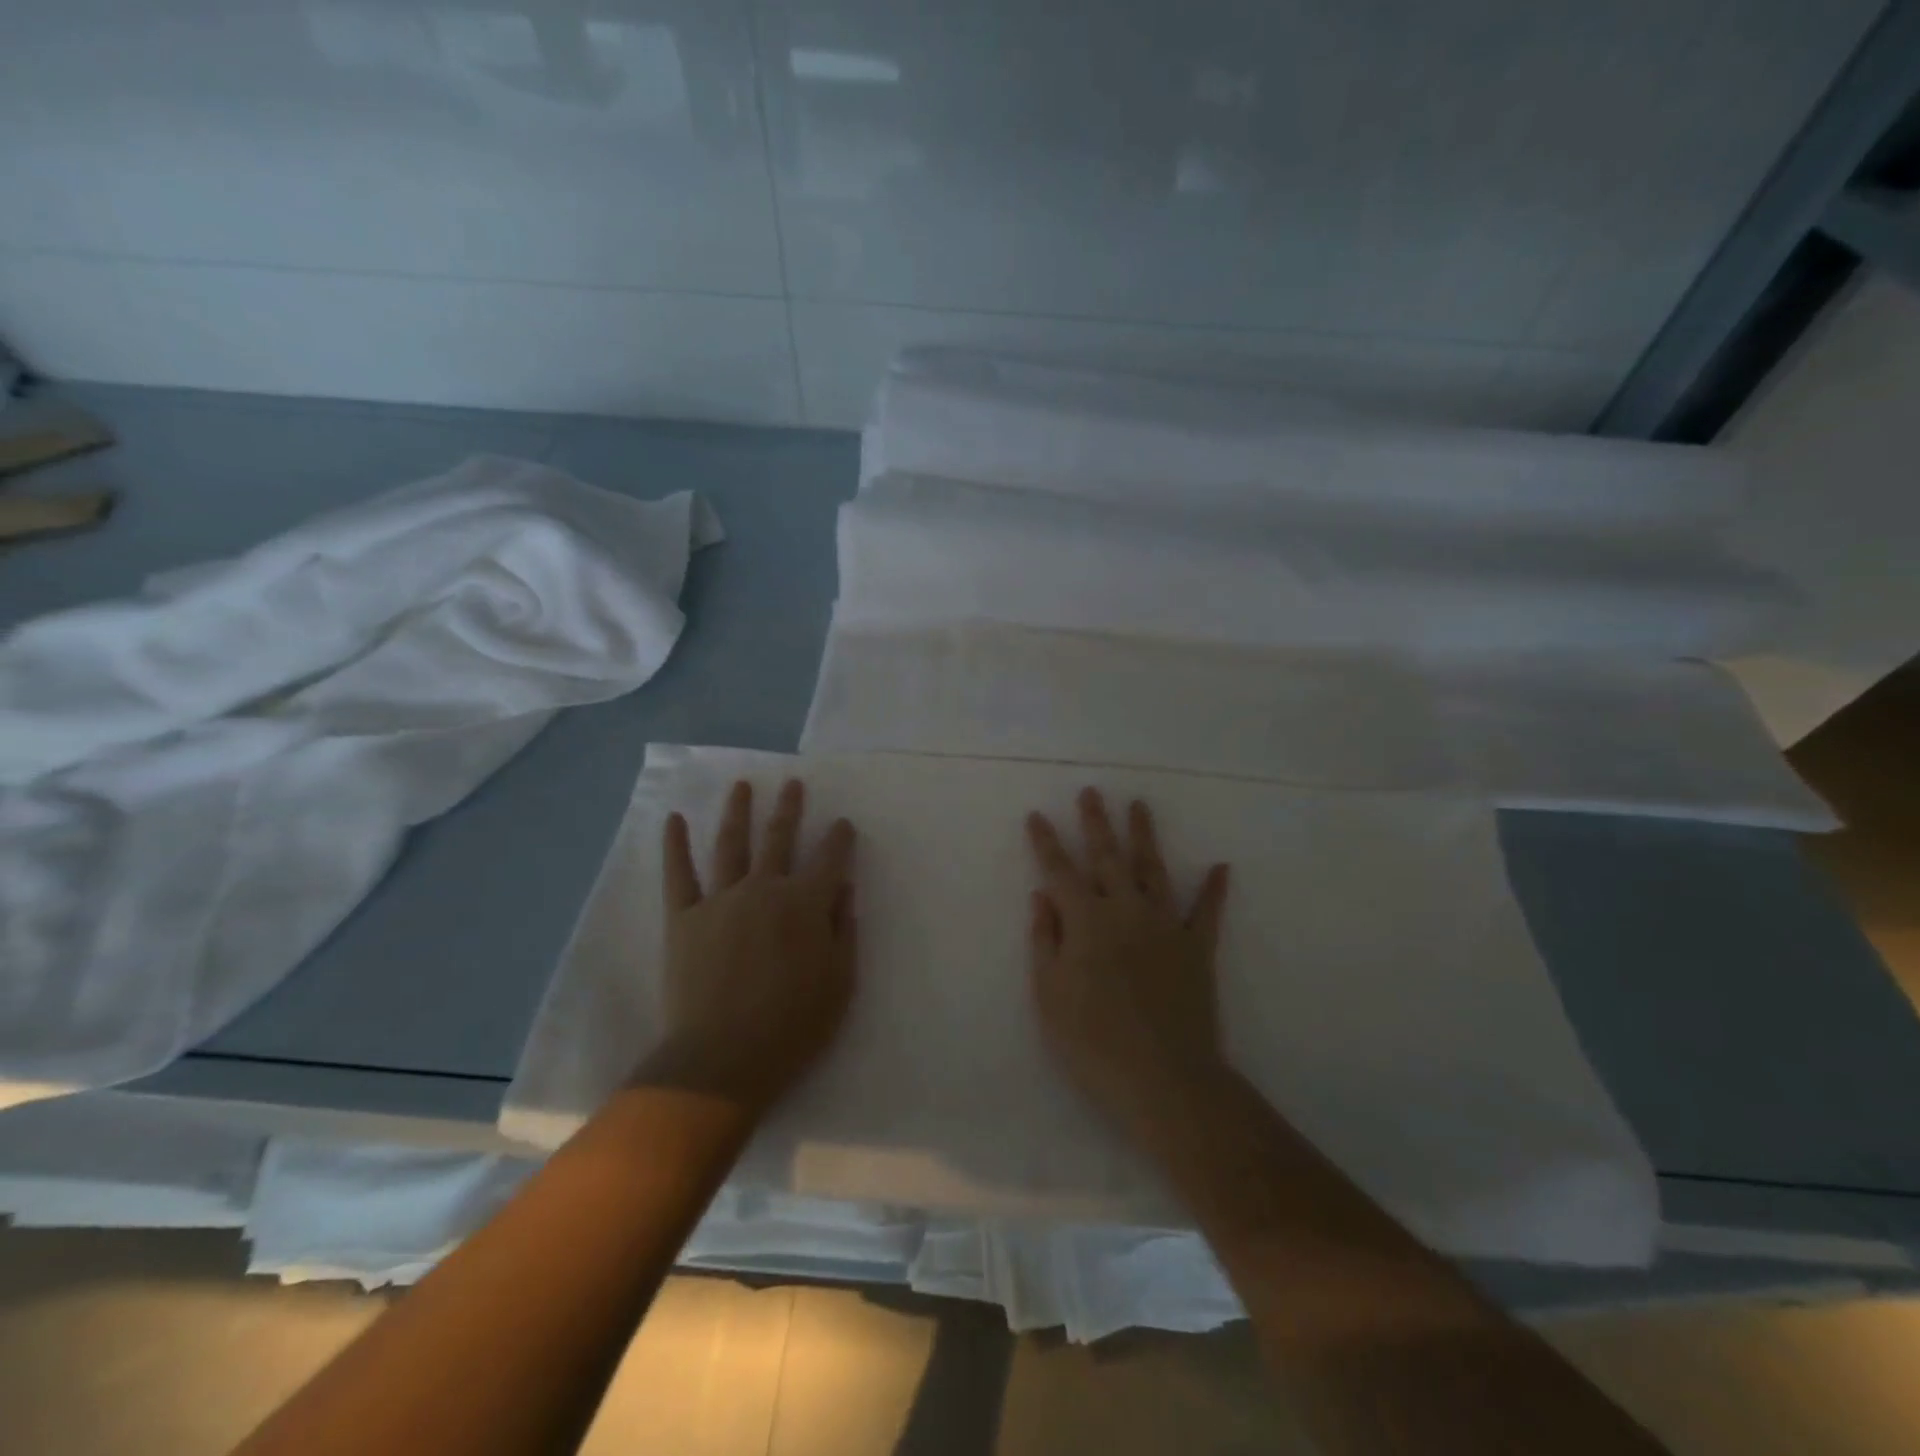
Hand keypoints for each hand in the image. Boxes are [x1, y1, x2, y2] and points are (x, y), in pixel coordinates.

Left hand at [646, 779, 857, 1110]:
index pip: (829, 859)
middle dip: (789, 808)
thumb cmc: (793, 1025)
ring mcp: (720, 900)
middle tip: (793, 783)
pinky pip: (679, 875)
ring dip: (738, 811)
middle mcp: (764, 889)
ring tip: (742, 785)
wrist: (724, 1059)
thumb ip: (843, 929)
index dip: (839, 838)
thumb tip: (844, 889)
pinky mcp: (684, 918)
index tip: (842, 823)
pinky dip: (675, 845)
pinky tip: (674, 819)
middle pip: (779, 838)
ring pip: (731, 844)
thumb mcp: (840, 981)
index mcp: (805, 903)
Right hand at [1026, 788, 1230, 1136]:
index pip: (1059, 870)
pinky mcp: (1197, 948)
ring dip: (1145, 836)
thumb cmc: (1092, 1041)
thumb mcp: (1049, 994)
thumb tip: (1041, 895)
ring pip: (1153, 869)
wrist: (1165, 1079)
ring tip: (1139, 806)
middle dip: (1096, 823)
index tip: (1037, 815)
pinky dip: (1214, 889)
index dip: (1046, 841)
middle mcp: (1126, 910)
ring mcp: (1166, 925)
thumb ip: (1045, 939)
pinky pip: (1207, 912)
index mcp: (1085, 920)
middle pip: (1107, 856)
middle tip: (1091, 792)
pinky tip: (1221, 867)